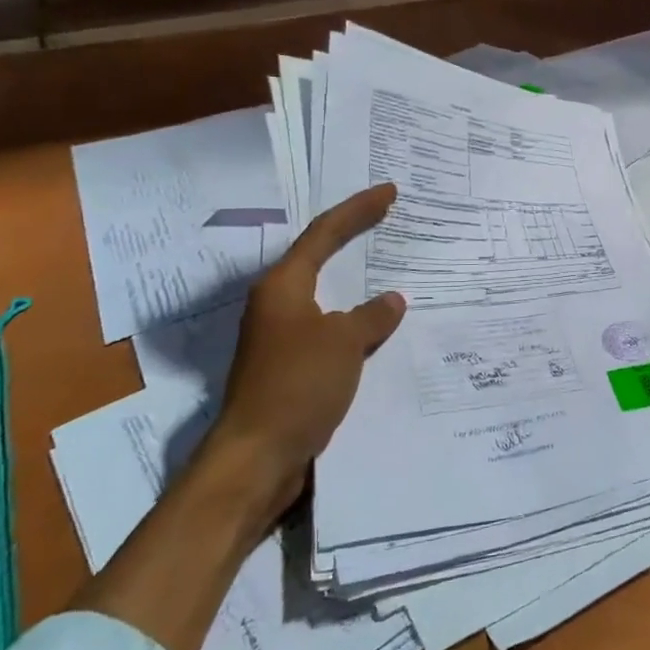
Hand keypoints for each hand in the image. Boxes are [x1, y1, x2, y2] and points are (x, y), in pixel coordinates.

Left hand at [210, 183, 407, 493]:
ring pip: (325, 295)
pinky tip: (376, 327)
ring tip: (388, 267)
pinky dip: (353, 320)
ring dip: (355, 282)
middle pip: (319, 257)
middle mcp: (277, 304)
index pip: (325, 233)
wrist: (257, 457)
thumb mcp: (343, 344)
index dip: (358, 210)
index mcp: (283, 286)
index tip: (389, 192)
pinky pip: (328, 329)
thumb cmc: (297, 385)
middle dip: (353, 236)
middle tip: (387, 218)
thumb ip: (370, 317)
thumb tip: (392, 301)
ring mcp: (280, 336)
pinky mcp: (288, 367)